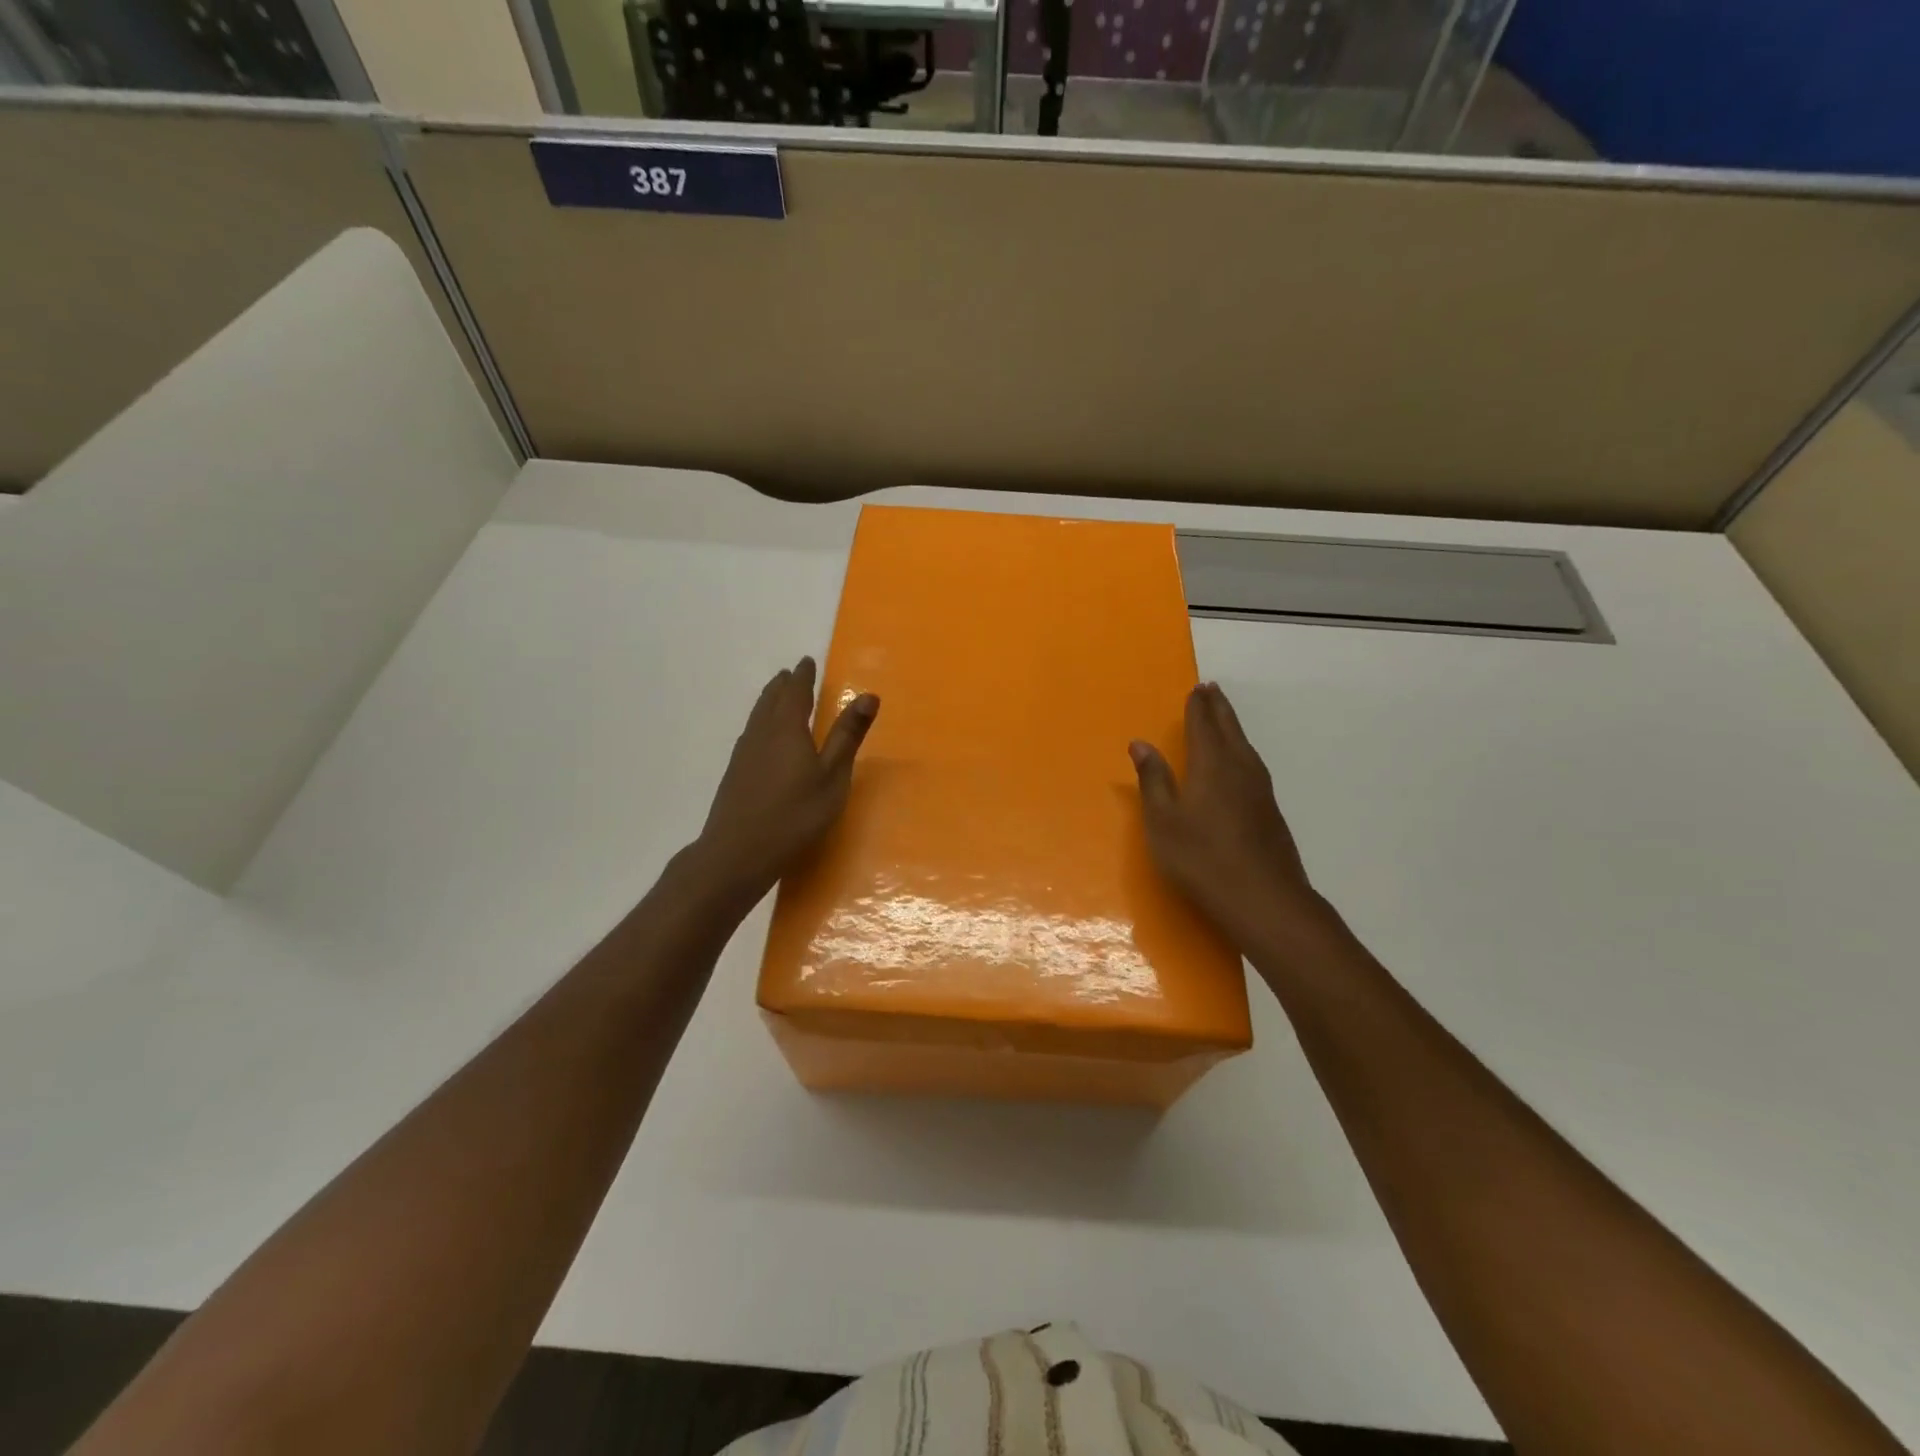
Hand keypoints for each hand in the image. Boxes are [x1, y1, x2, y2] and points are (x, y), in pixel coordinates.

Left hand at [692, 656, 877, 904]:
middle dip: (783, 685)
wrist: (738, 852)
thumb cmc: (795, 815)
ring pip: (757, 716)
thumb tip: (868, 695)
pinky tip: (762, 739)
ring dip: (769, 701)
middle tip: (791, 675)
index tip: (807, 661)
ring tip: (777, 697)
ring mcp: (744, 754)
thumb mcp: (832, 777)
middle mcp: (762, 733)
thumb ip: (848, 736)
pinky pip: (751, 734)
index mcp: (787, 728)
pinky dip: (761, 723)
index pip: (795, 692)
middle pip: (771, 700)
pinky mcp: (735, 774)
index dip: (803, 676)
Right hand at [1130, 682, 1331, 950]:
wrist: (1264, 899)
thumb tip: (1140, 743)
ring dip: (1232, 727)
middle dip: (1218, 708)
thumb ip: (1153, 780)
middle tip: (1212, 689)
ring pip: (1245, 746)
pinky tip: (1239, 764)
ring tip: (1224, 718)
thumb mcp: (1163, 821)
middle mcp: (1240, 768)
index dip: (1198, 707)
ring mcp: (1260, 790)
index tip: (1197, 688)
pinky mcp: (1270, 810)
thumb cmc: (1202, 858)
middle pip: (1229, 729)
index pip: (1203, 726)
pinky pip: (1252, 764)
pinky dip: (1241, 750)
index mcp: (1212, 765)